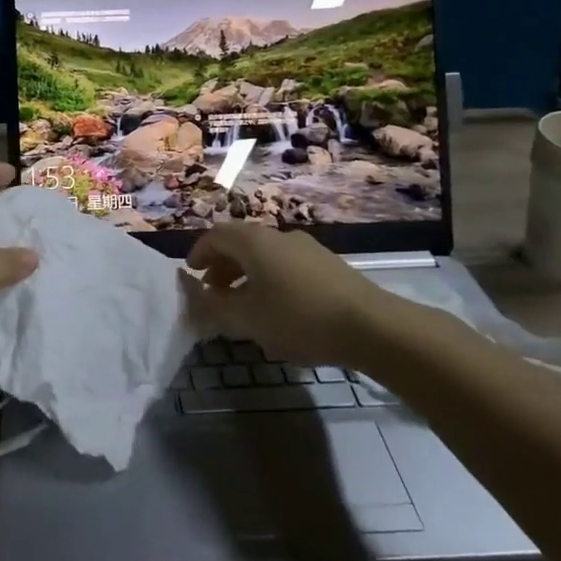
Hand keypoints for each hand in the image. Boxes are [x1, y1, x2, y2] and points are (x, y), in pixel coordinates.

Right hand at [183, 225, 392, 368]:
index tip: (191, 275)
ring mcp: (307, 248)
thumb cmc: (298, 317)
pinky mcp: (327, 266)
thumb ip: (214, 306)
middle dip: (222, 265)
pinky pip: (286, 265)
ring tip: (242, 304)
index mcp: (254, 242)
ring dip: (246, 274)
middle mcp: (279, 236)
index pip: (216, 235)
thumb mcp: (247, 318)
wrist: (370, 326)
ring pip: (265, 255)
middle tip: (213, 291)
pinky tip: (276, 309)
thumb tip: (192, 296)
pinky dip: (269, 279)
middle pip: (241, 242)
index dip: (199, 253)